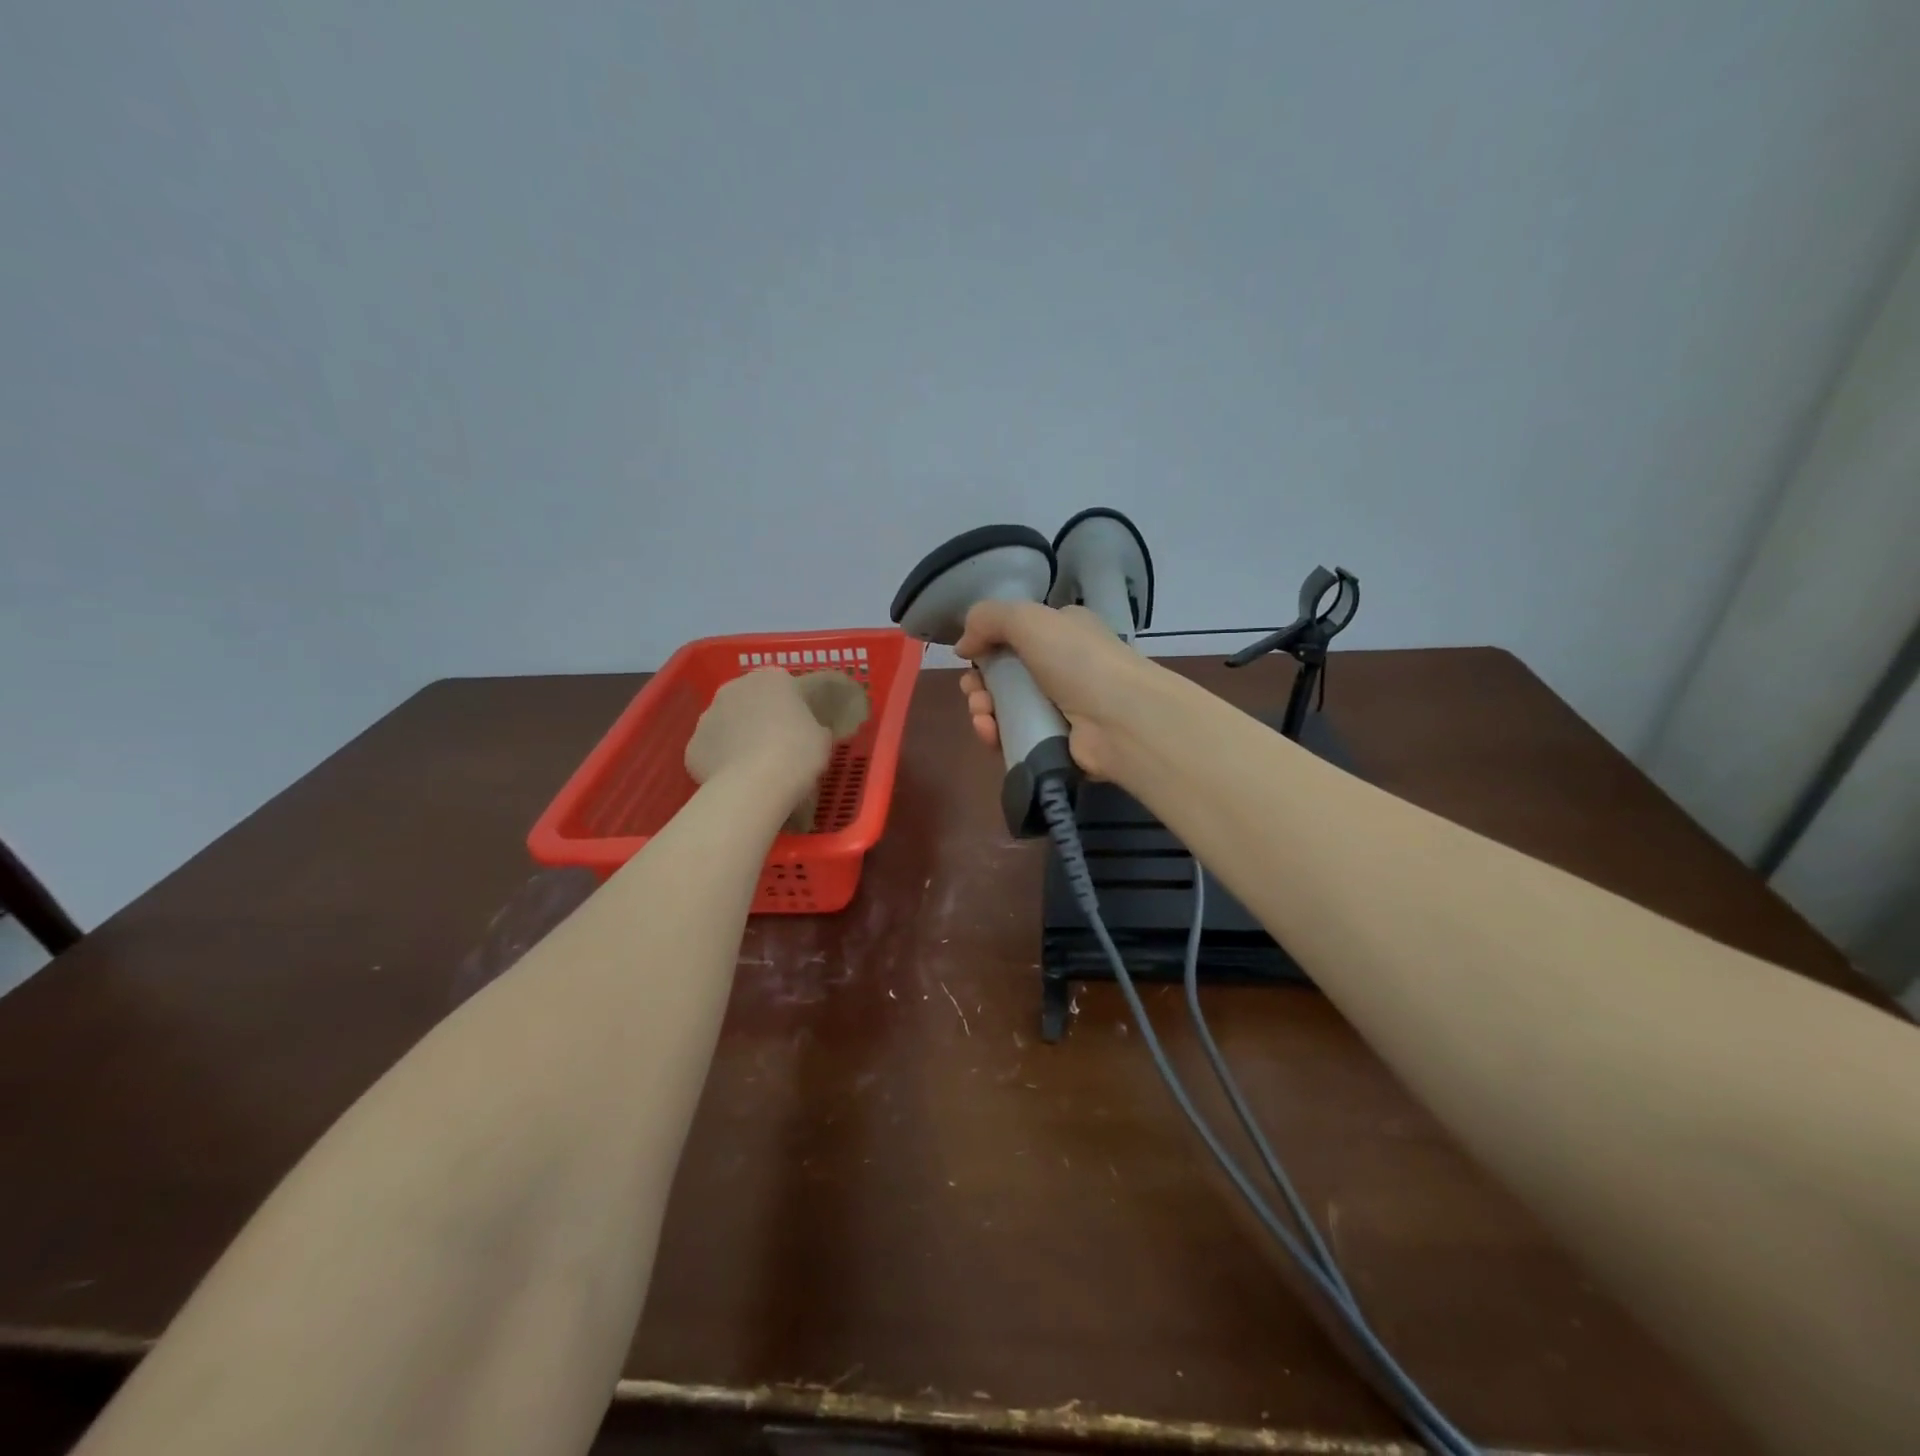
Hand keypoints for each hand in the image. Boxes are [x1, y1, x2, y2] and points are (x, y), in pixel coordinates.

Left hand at [685, 668, 832, 806]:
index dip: (793, 708)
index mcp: (772, 679)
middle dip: (760, 718)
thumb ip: (814, 728)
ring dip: (737, 738)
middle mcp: (735, 687)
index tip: (801, 729)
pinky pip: (712, 751)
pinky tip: (736, 781)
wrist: (756, 784)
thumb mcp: (823, 738)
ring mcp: (708, 715)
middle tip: (778, 746)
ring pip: (726, 724)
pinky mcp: (692, 746)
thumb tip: (809, 733)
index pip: (784, 686)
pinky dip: (721, 762)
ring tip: (755, 768)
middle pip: (750, 700)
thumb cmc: (798, 753)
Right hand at [954, 602, 1157, 778]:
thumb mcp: (1028, 619)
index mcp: (1063, 632)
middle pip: (1006, 675)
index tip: (969, 658)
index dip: (988, 646)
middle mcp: (1064, 667)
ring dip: (984, 710)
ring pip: (1007, 709)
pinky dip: (997, 735)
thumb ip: (988, 620)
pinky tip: (990, 734)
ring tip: (982, 715)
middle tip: (974, 692)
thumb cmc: (1077, 660)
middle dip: (980, 684)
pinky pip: (1016, 737)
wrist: (1120, 720)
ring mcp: (1062, 707)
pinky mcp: (1057, 743)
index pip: (1017, 635)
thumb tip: (963, 646)